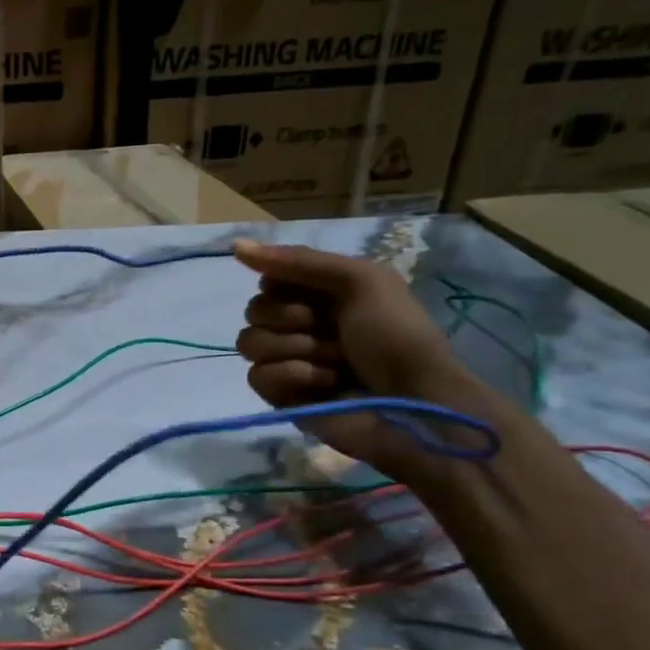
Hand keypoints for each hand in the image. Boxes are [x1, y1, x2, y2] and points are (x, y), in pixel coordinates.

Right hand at [232, 239, 481, 478]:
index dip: (284, 286)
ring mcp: (289, 362)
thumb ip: (298, 261)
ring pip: (250, 343)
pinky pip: (257, 376)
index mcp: (320, 296)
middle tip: (330, 331)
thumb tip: (234, 245)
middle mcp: (300, 326)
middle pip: (254, 310)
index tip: (316, 294)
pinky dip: (291, 376)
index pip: (268, 281)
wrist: (416, 403)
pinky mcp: (281, 397)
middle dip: (291, 319)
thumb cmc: (397, 336)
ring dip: (296, 348)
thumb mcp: (360, 280)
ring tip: (333, 363)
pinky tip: (323, 384)